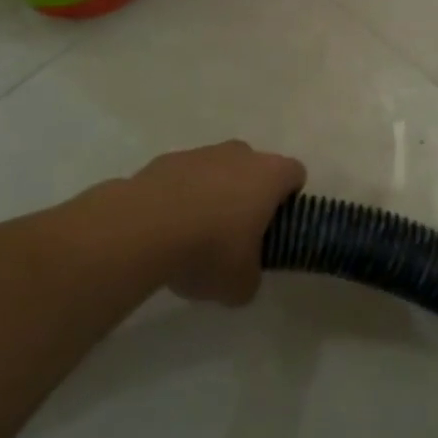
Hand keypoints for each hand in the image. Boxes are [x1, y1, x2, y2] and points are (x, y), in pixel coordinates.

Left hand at [76, 141, 305, 306]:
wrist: (142, 229)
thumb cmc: (209, 249)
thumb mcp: (240, 283)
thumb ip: (251, 276)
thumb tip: (244, 277)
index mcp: (270, 175)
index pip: (295, 174)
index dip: (289, 199)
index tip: (275, 226)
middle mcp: (241, 154)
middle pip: (255, 167)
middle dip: (249, 194)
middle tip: (236, 232)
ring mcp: (201, 153)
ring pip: (217, 170)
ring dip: (212, 194)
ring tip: (193, 234)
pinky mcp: (165, 160)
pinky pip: (183, 178)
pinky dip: (180, 196)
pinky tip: (164, 228)